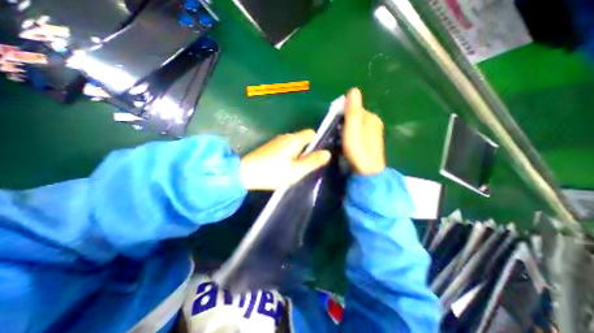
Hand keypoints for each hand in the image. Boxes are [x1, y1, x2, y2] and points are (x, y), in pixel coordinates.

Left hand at [238, 128, 331, 189]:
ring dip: (299, 153)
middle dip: (309, 150)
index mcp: (294, 140)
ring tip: (299, 168)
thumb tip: (328, 153)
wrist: (246, 173)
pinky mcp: (271, 147)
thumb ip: (312, 161)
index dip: (317, 142)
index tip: (318, 156)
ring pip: (295, 144)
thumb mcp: (296, 171)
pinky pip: (287, 147)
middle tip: (309, 165)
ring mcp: (277, 141)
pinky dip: (291, 155)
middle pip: (303, 138)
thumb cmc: (273, 173)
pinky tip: (287, 166)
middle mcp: (286, 136)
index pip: (311, 133)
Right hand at [341, 88, 387, 174]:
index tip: (334, 123)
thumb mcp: (353, 130)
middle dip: (344, 121)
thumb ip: (353, 111)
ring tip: (340, 139)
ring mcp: (373, 133)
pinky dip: (351, 135)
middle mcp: (374, 122)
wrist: (368, 173)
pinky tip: (347, 144)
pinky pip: (358, 133)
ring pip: (356, 125)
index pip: (354, 107)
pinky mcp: (370, 141)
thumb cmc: (358, 151)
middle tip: (336, 133)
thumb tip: (353, 90)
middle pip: (355, 116)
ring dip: (347, 129)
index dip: (342, 113)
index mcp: (371, 117)